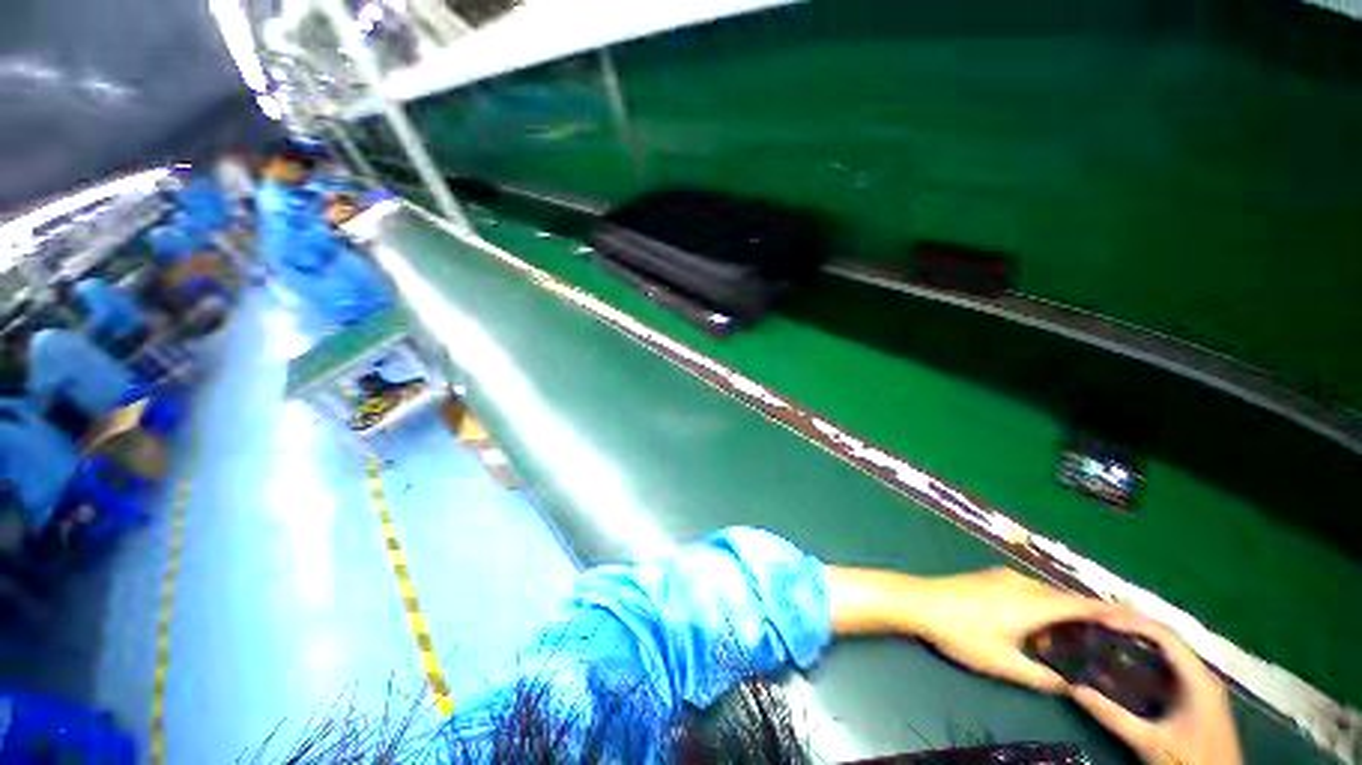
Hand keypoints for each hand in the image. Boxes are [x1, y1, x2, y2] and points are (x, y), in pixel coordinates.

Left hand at [909, 568, 1111, 692]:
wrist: (918, 601)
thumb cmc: (961, 632)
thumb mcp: (1002, 663)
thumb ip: (1040, 677)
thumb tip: (1070, 687)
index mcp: (1031, 602)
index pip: (1079, 605)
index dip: (1108, 614)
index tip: (1134, 624)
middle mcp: (1022, 583)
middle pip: (1064, 598)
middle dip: (1087, 617)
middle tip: (1109, 641)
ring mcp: (1003, 577)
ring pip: (1045, 594)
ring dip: (1062, 614)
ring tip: (1077, 641)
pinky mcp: (989, 578)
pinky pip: (1028, 591)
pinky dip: (1042, 607)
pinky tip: (1039, 629)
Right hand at [1071, 612, 1241, 764]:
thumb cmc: (1188, 761)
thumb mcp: (1149, 741)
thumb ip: (1113, 716)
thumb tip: (1074, 689)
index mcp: (1197, 678)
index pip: (1164, 635)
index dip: (1132, 622)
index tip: (1101, 618)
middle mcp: (1201, 675)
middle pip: (1165, 640)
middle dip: (1132, 629)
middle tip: (1097, 622)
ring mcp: (1199, 687)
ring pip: (1165, 655)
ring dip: (1136, 644)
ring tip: (1104, 637)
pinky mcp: (1193, 698)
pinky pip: (1166, 670)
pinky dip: (1143, 663)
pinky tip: (1122, 667)